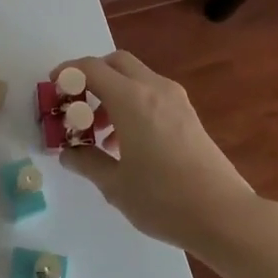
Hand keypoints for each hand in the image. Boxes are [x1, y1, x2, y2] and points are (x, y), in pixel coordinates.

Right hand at [54, 51, 257, 252]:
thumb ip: (87, 162)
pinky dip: (133, 103)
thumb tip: (69, 153)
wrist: (224, 215)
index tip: (53, 87)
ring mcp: (175, 100)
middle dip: (92, 76)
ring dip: (112, 92)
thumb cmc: (163, 199)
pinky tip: (129, 143)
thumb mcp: (115, 185)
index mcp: (131, 99)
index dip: (67, 72)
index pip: (91, 68)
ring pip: (135, 77)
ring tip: (100, 133)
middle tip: (76, 105)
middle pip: (116, 62)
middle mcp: (153, 88)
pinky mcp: (188, 115)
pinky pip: (152, 93)